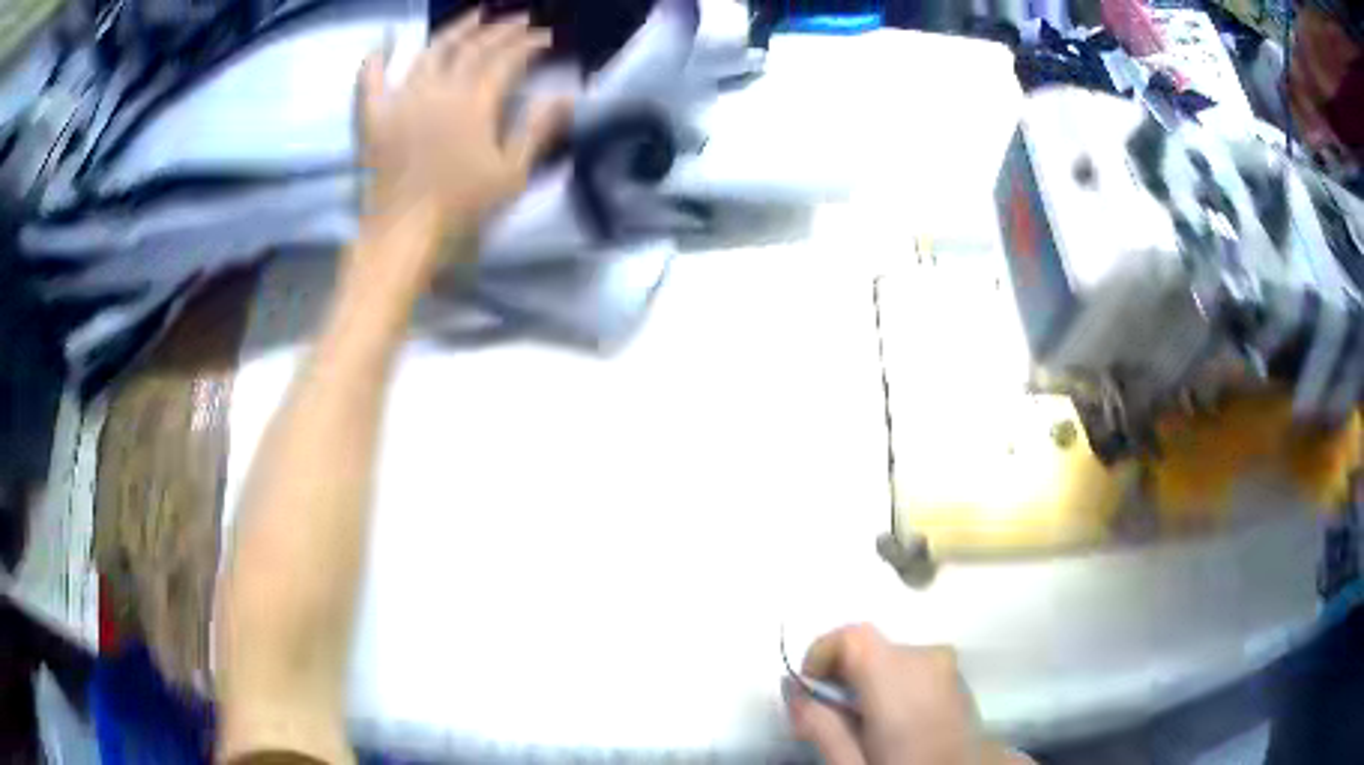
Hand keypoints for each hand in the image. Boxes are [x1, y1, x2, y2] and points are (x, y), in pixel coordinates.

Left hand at [357, 12, 569, 234]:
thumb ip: (536, 130)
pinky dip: (377, 57)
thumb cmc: (460, 209)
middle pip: (471, 47)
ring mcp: (401, 100)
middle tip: (519, 19)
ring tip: (475, 14)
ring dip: (455, 29)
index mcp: (473, 102)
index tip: (546, 37)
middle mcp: (437, 89)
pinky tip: (387, 39)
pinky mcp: (374, 118)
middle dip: (500, 29)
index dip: (529, 44)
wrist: (402, 235)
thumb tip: (563, 95)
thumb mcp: (511, 174)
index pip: (506, 60)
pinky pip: (370, 80)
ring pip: (430, 51)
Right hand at [786, 624, 1031, 764]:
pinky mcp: (957, 678)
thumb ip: (820, 725)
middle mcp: (929, 660)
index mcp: (900, 679)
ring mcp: (948, 667)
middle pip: (870, 646)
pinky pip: (912, 665)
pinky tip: (890, 720)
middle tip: (824, 716)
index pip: (853, 635)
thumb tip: (793, 689)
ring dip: (864, 679)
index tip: (807, 688)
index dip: (821, 653)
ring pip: (890, 655)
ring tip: (858, 723)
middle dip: (840, 674)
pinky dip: (890, 682)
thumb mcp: (852, 764)